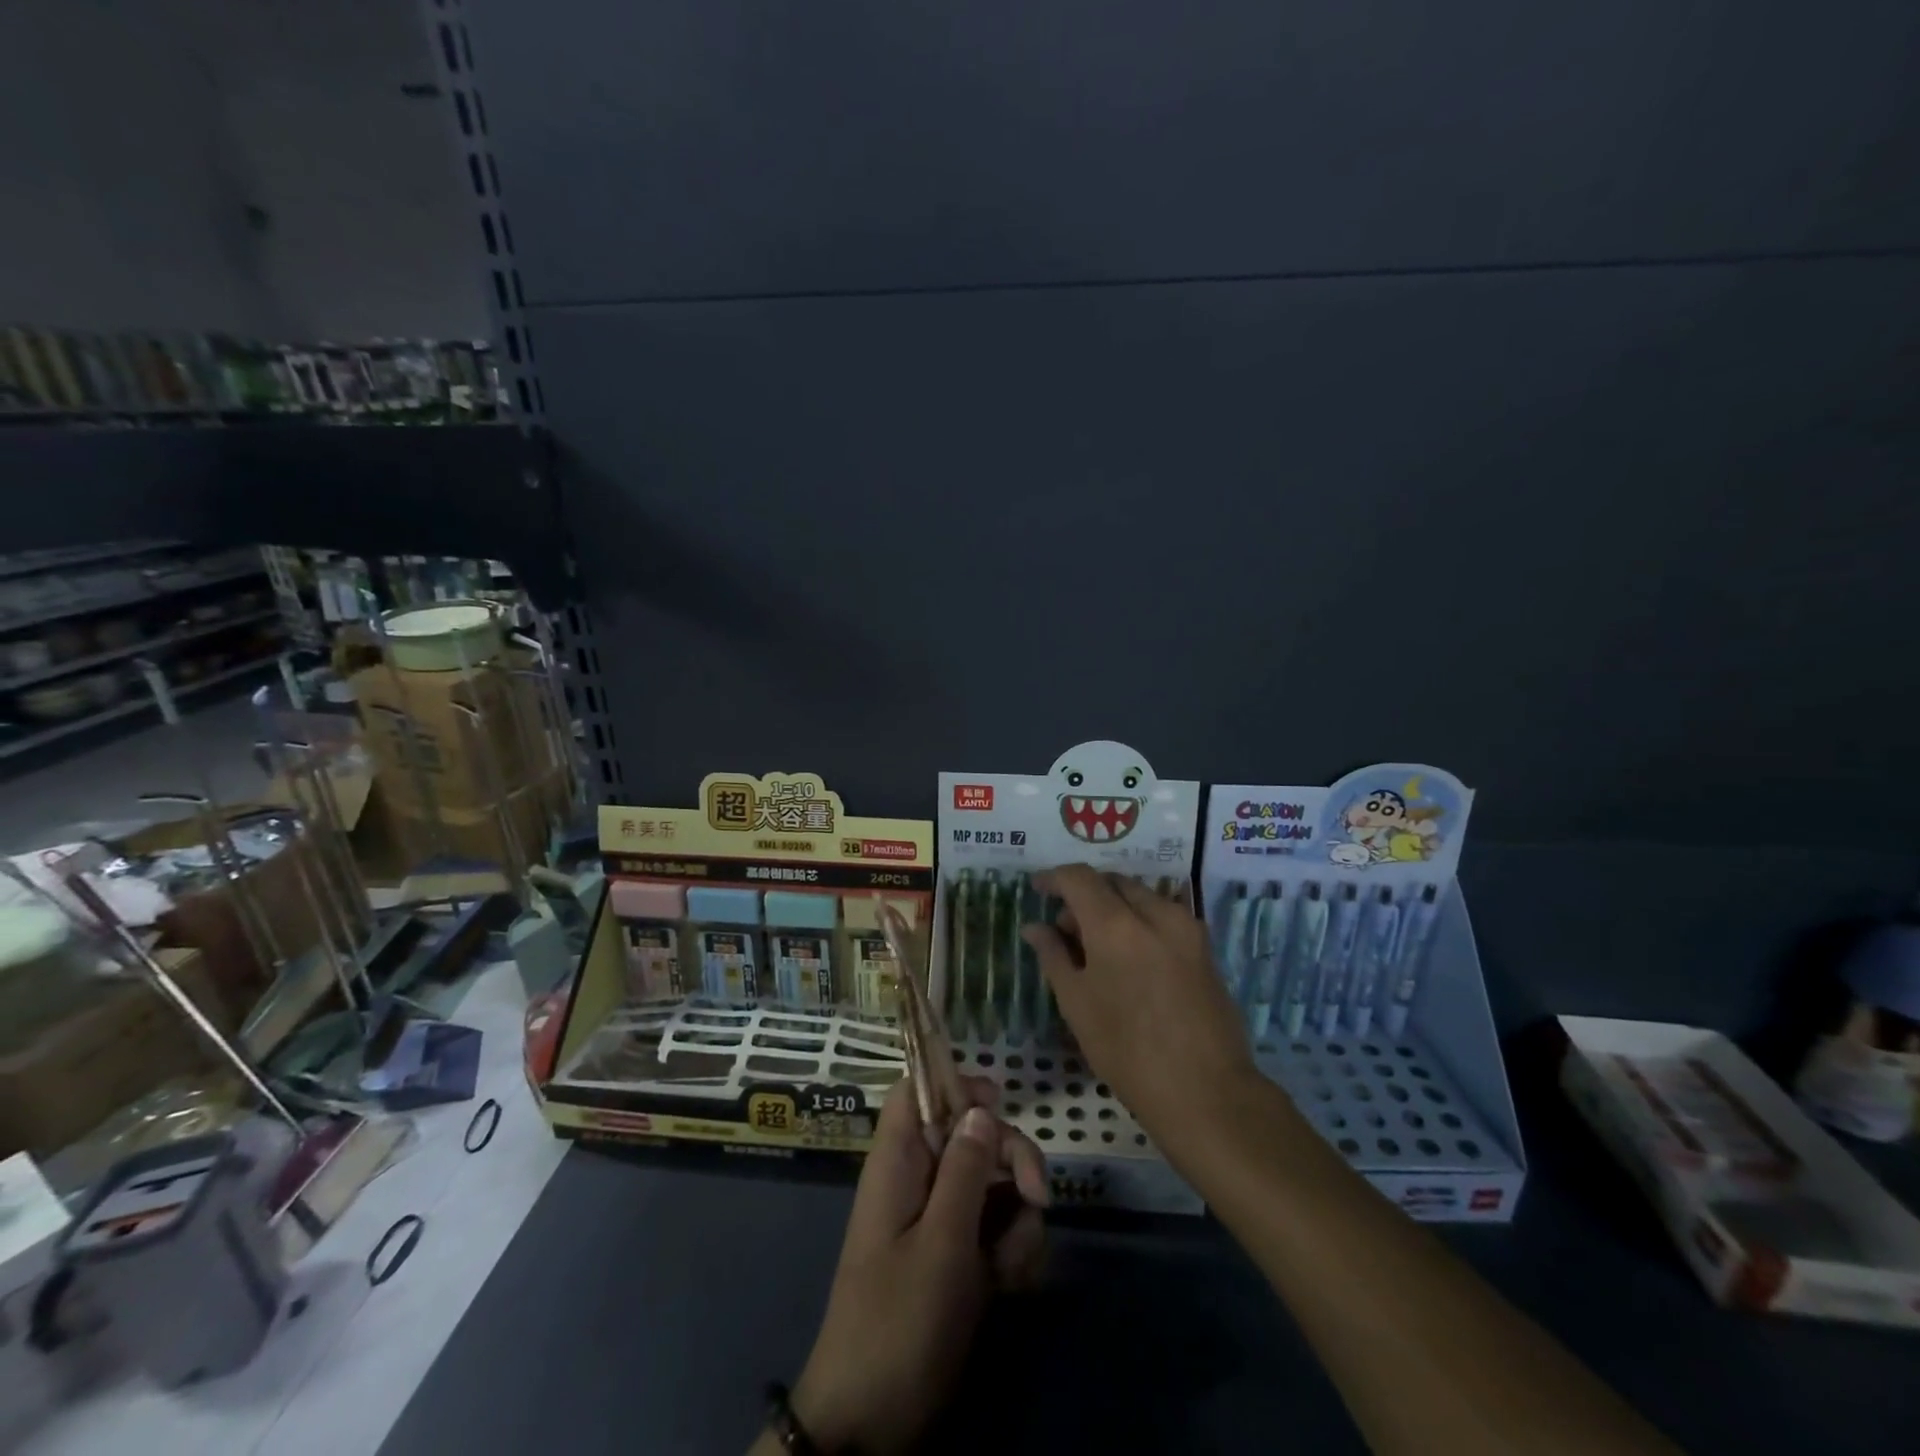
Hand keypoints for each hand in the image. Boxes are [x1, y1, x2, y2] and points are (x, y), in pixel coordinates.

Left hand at [786, 1077, 1048, 1454]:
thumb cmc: (897, 1325)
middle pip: (973, 1133)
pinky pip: (998, 1229)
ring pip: (995, 1184)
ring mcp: (941, 1219)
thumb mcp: (940, 1246)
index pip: (917, 1090)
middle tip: (1036, 1197)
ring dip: (1019, 1220)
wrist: (871, 1425)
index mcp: (899, 1162)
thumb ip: (964, 1172)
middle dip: (1012, 1161)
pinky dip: (1013, 1252)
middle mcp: (920, 1180)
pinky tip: (1011, 1287)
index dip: (955, 1082)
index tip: (999, 1100)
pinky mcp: (959, 1256)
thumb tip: (980, 1106)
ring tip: (1009, 1270)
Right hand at [1023, 865, 1256, 1145]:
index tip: (1037, 890)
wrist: (1206, 1092)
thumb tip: (1034, 927)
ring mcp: (1186, 927)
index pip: (1079, 877)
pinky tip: (1129, 961)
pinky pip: (1163, 917)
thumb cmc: (1127, 1051)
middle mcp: (1155, 912)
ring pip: (1140, 897)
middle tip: (1065, 931)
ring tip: (1097, 950)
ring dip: (1113, 908)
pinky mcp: (1204, 947)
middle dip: (1085, 896)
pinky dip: (1139, 922)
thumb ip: (1053, 956)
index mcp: (1116, 924)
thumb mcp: (1077, 1004)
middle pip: (1112, 882)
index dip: (1053, 878)